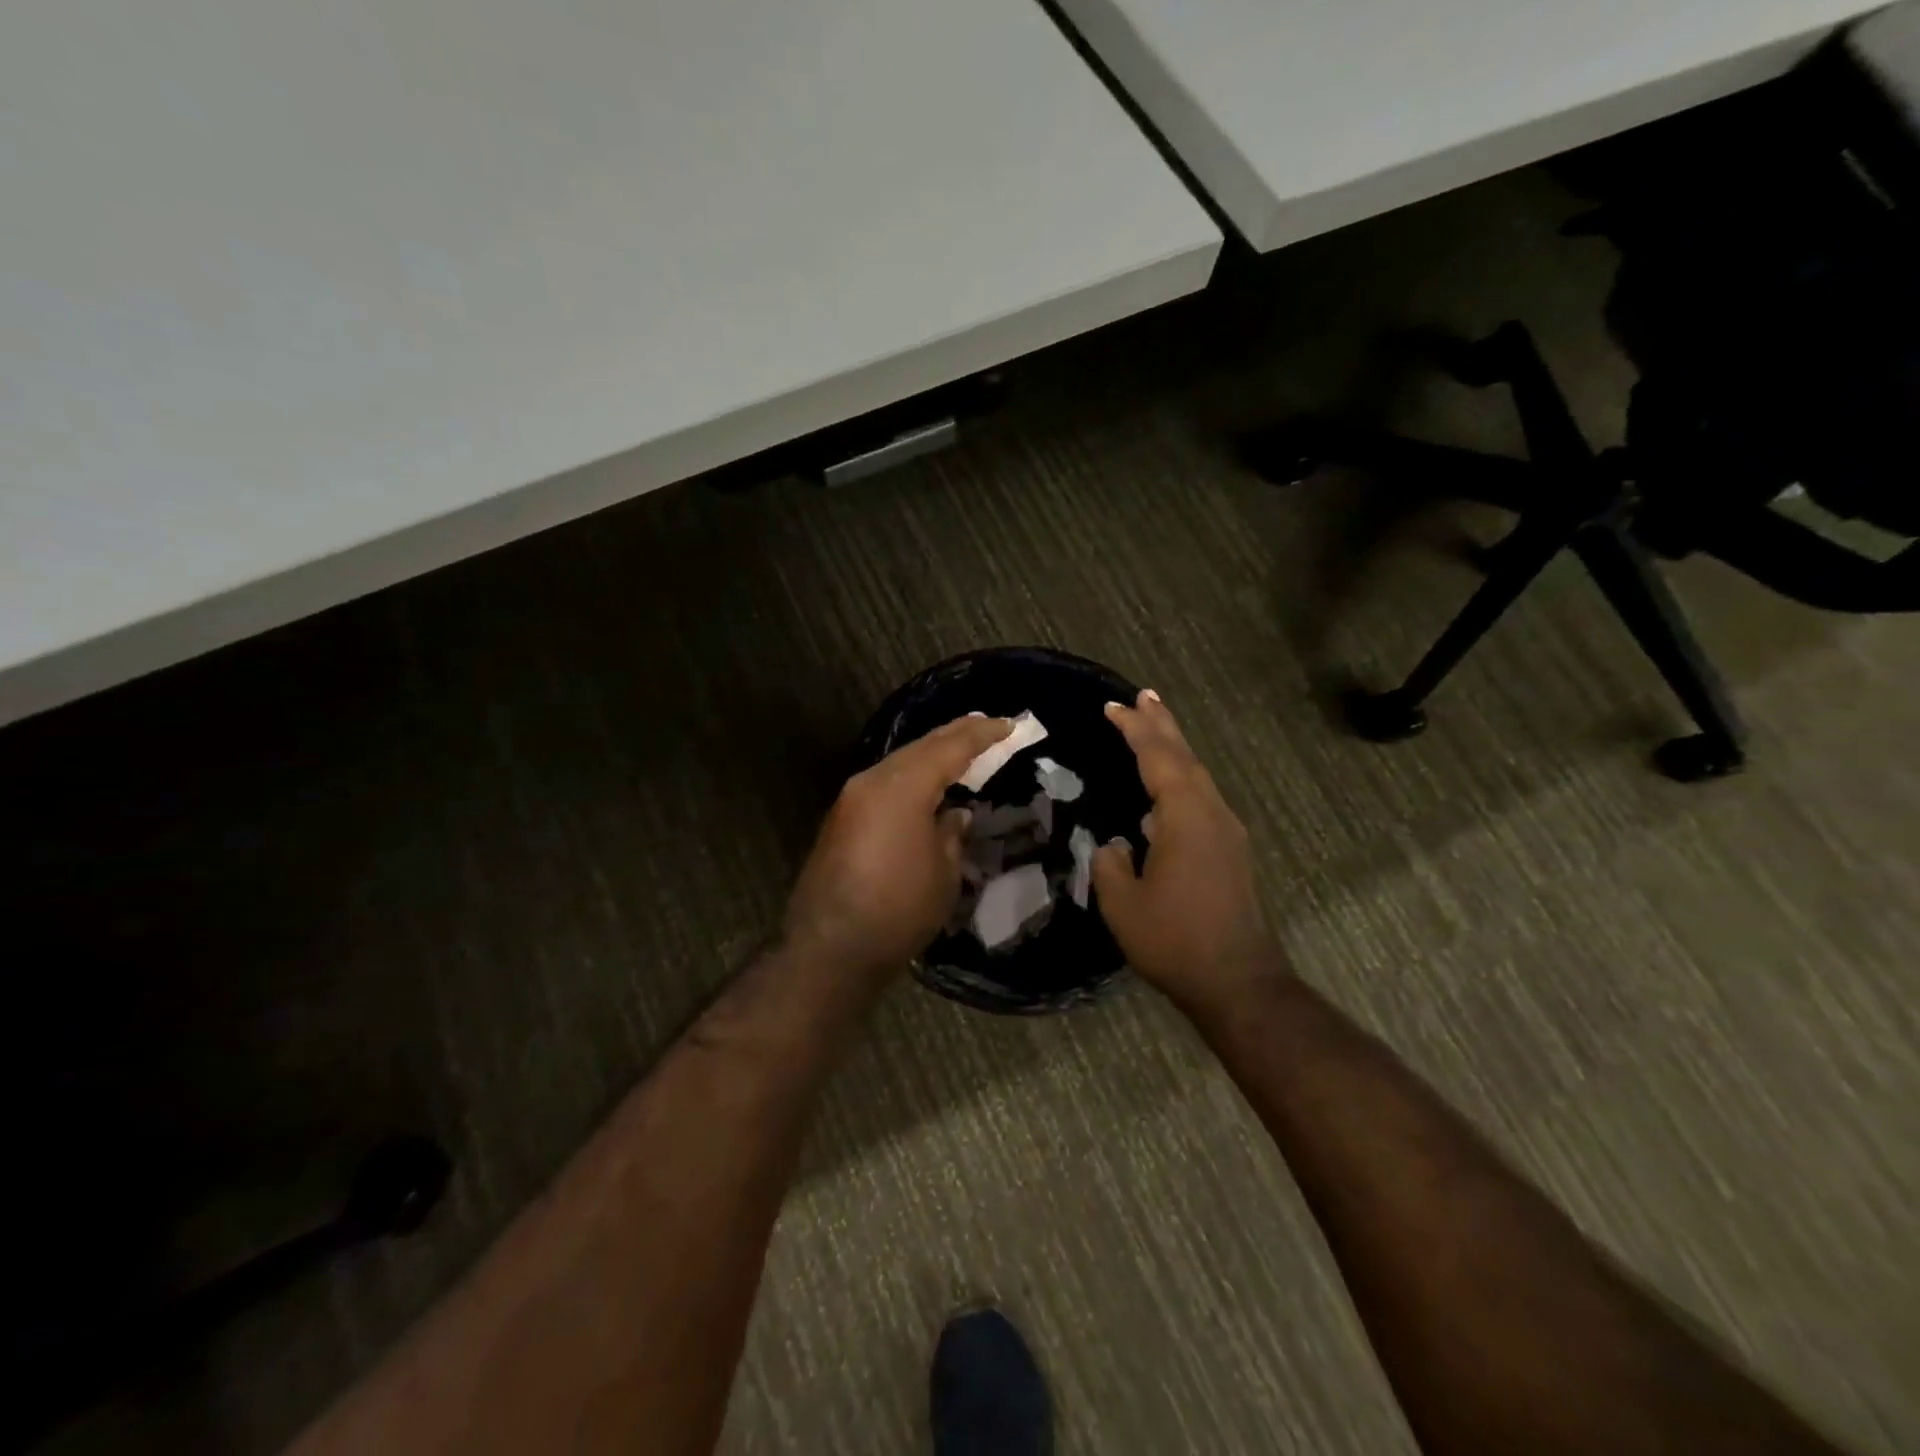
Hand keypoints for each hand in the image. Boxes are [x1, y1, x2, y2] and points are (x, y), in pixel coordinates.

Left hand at [783, 715, 1011, 978]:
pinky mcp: (841, 820)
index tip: (1009, 724)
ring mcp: (851, 800)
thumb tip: (954, 813)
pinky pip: (884, 784)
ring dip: (931, 754)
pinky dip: (911, 777)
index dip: (982, 735)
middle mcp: (872, 781)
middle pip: (920, 747)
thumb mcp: (943, 872)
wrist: (830, 949)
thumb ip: (951, 833)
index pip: (950, 748)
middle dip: (955, 735)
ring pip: (899, 763)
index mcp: (902, 787)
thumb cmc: (898, 910)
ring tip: (961, 749)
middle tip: (987, 726)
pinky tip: (926, 784)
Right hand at [1092, 691, 1283, 1010]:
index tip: (1113, 706)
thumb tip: (1113, 844)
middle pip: (1184, 757)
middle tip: (1142, 696)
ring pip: (1197, 776)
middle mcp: (1212, 813)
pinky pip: (1201, 797)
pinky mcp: (1230, 850)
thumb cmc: (1174, 940)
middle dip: (1161, 725)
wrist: (1237, 980)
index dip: (1135, 730)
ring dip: (1174, 748)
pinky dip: (1181, 778)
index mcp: (1185, 817)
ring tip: (1153, 727)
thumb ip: (1109, 864)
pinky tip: (1166, 790)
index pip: (1158, 758)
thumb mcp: (1123, 904)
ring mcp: (1226, 831)